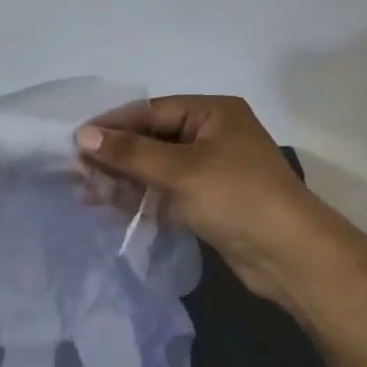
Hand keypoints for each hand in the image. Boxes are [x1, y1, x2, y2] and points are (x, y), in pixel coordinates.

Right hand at [76, 95, 316, 303]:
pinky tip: (109, 206)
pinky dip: (139, 197)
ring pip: (156, 167)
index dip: (113, 125)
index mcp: (213, 113)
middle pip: (152, 138)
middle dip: (115, 155)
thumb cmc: (237, 197)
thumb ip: (130, 153)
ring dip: (122, 178)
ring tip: (84, 191)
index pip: (151, 111)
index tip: (75, 140)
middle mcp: (211, 135)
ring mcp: (210, 169)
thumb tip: (82, 135)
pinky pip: (165, 191)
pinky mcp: (208, 201)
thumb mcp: (180, 170)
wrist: (291, 256)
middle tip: (76, 170)